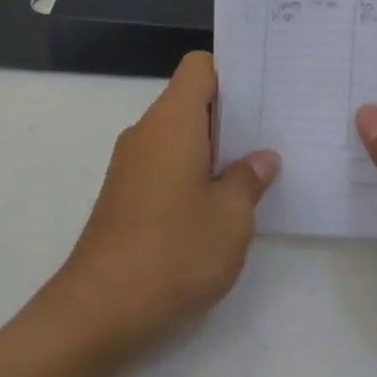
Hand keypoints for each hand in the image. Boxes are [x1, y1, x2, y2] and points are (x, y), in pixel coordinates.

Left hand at [50, 52, 279, 355]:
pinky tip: (220, 205)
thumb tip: (261, 159)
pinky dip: (193, 174)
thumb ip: (248, 179)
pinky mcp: (125, 196)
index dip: (232, 72)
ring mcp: (131, 165)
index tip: (264, 93)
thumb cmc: (174, 250)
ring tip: (256, 170)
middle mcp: (146, 132)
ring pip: (179, 137)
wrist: (101, 308)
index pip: (199, 67)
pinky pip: (165, 166)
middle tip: (275, 131)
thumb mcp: (231, 216)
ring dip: (213, 149)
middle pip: (190, 101)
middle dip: (231, 115)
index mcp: (171, 121)